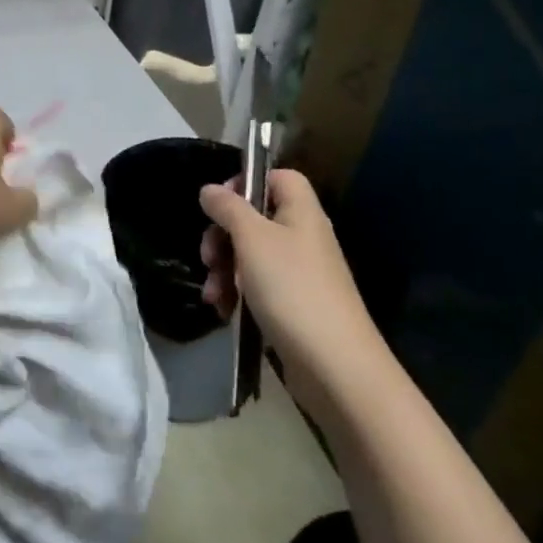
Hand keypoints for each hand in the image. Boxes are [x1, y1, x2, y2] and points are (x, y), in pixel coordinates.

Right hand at [199, 170, 394, 421]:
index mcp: (301, 213)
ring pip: (249, 254)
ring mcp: (298, 273)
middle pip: (254, 218)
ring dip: (223, 269)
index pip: (278, 177)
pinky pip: (255, 285)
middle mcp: (302, 238)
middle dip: (222, 235)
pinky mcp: (291, 304)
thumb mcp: (251, 239)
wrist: (334, 365)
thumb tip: (209, 190)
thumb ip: (228, 208)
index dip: (246, 182)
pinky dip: (235, 293)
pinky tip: (224, 310)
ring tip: (213, 293)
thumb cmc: (292, 289)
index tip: (219, 203)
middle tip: (208, 255)